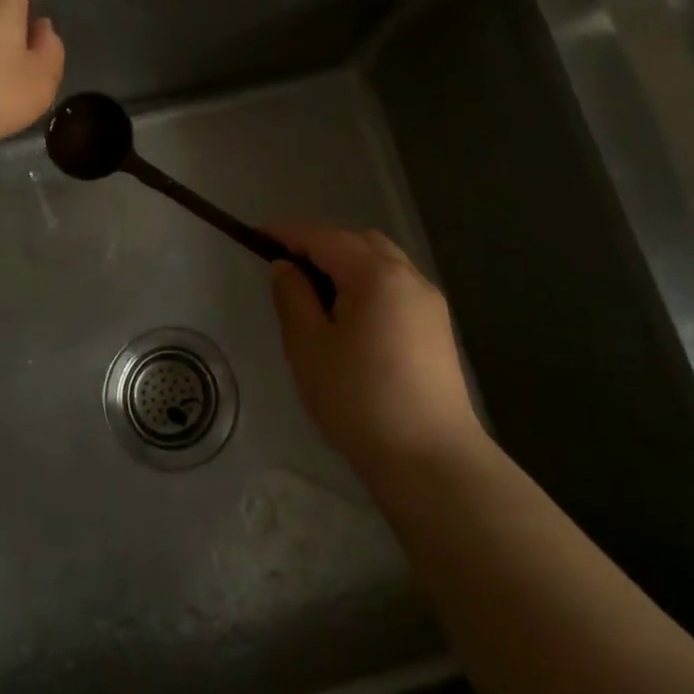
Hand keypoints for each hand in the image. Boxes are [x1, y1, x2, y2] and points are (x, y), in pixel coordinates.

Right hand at [266, 223, 485, 478]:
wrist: (431, 461)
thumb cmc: (359, 401)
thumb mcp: (309, 347)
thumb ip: (293, 297)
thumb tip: (286, 266)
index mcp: (375, 274)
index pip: (323, 237)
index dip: (287, 233)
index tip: (256, 236)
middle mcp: (408, 276)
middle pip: (357, 241)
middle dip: (319, 244)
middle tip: (285, 264)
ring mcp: (429, 301)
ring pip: (381, 261)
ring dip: (346, 262)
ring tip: (315, 290)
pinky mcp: (437, 326)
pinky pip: (396, 284)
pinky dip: (367, 281)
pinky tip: (350, 313)